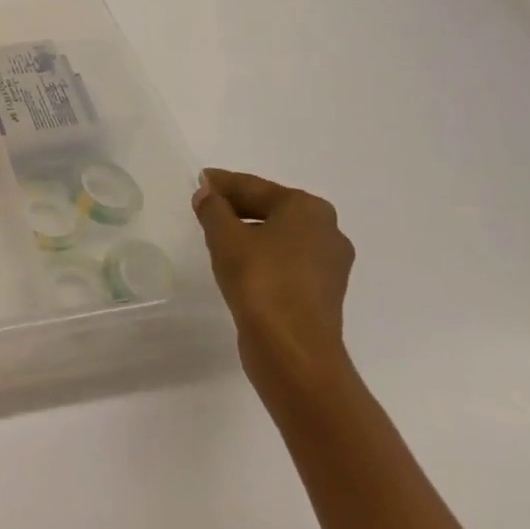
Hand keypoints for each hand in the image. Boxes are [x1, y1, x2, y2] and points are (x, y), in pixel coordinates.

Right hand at [192, 168, 354, 386]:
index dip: (223, 183)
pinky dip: (262, 253)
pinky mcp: (322, 292)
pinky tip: (239, 260)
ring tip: (217, 232)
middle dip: (238, 205)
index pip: (255, 186)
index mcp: (308, 209)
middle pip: (272, 208)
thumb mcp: (225, 237)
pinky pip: (286, 259)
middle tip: (205, 203)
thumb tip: (207, 192)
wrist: (293, 350)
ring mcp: (328, 264)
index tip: (201, 178)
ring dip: (249, 230)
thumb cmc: (260, 281)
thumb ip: (213, 208)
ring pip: (279, 235)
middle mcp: (327, 230)